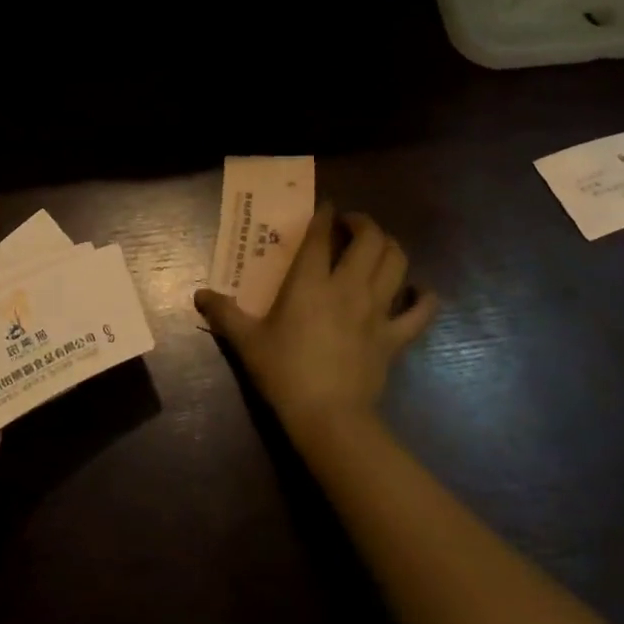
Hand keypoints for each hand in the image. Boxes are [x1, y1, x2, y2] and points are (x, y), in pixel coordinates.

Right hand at [197, 202, 436, 437]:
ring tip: (378, 247)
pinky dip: (424, 298)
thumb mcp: (246, 342)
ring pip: (397, 263)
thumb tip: (199, 294)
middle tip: (351, 225)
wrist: (329, 417)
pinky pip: (420, 312)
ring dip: (390, 247)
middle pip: (370, 239)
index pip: (321, 236)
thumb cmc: (284, 373)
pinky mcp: (394, 337)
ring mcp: (376, 310)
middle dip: (363, 223)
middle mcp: (348, 286)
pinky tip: (421, 292)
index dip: (324, 214)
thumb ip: (224, 313)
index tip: (326, 206)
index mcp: (311, 282)